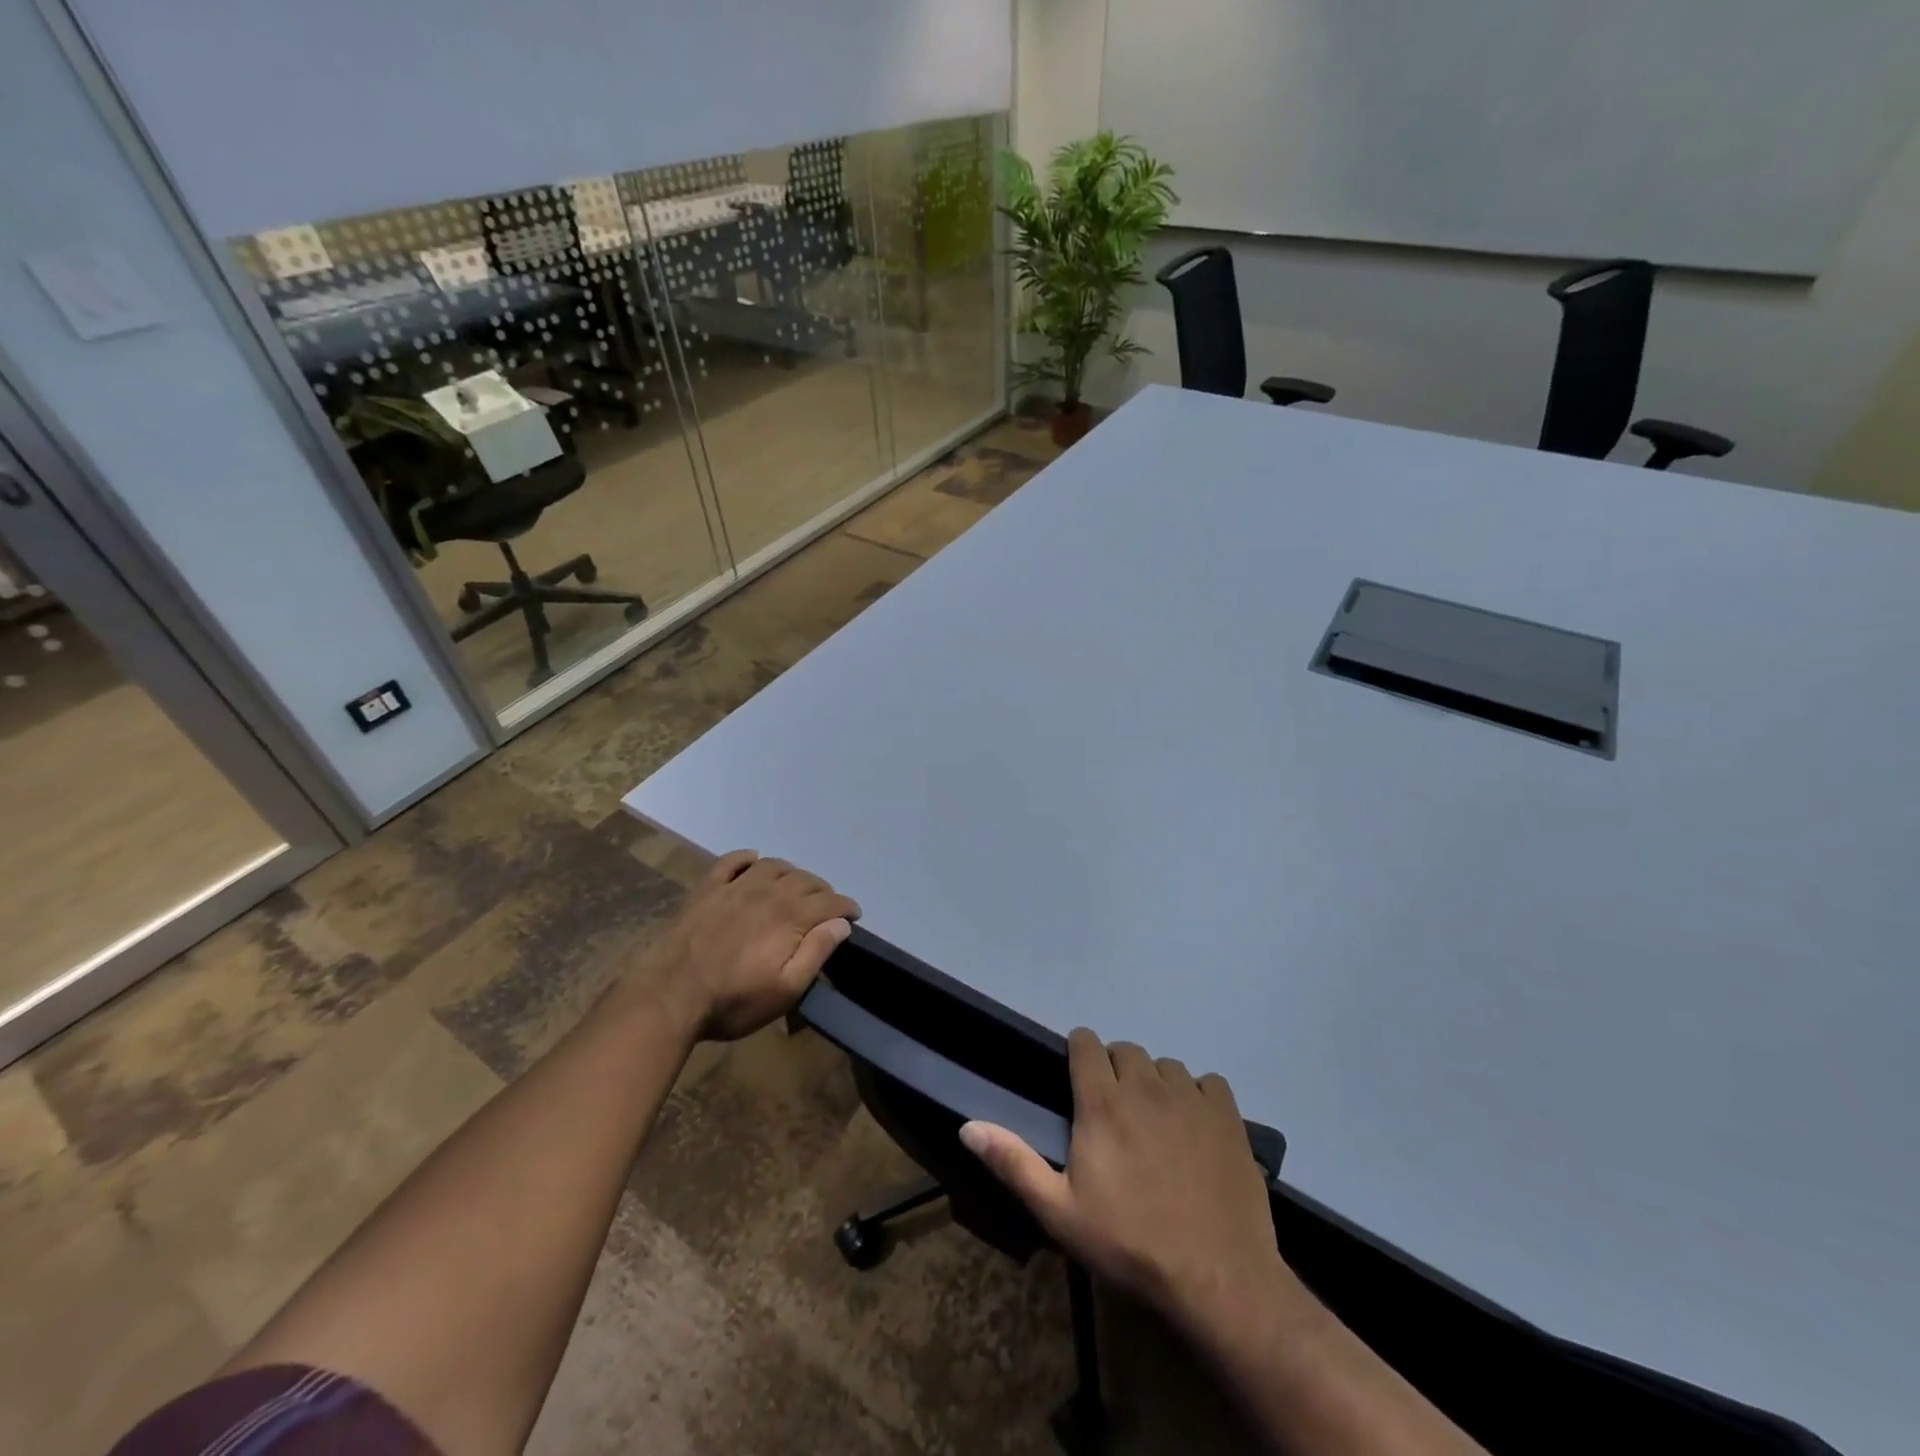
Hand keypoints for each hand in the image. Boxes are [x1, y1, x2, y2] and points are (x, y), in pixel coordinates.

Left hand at [635, 850, 859, 1041]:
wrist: (670, 996)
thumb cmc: (734, 1000)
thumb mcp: (786, 990)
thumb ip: (816, 952)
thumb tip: (841, 924)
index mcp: (791, 916)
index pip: (830, 901)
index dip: (846, 907)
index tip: (854, 916)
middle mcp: (768, 892)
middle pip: (805, 879)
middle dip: (823, 891)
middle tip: (826, 907)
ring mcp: (735, 887)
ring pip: (773, 865)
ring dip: (791, 873)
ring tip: (794, 887)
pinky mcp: (707, 889)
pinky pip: (732, 861)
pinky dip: (747, 857)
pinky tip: (753, 861)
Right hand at [960, 1029, 1285, 1338]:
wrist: (1217, 1278)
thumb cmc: (1130, 1244)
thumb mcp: (1059, 1211)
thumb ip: (1013, 1162)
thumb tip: (967, 1126)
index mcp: (1102, 1101)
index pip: (1086, 1043)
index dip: (1079, 1053)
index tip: (1078, 1080)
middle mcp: (1145, 1085)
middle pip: (1125, 1050)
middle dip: (1115, 1069)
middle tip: (1114, 1111)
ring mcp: (1190, 1097)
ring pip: (1166, 1065)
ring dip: (1155, 1083)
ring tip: (1155, 1122)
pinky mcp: (1228, 1116)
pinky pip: (1208, 1083)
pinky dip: (1198, 1096)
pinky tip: (1195, 1128)